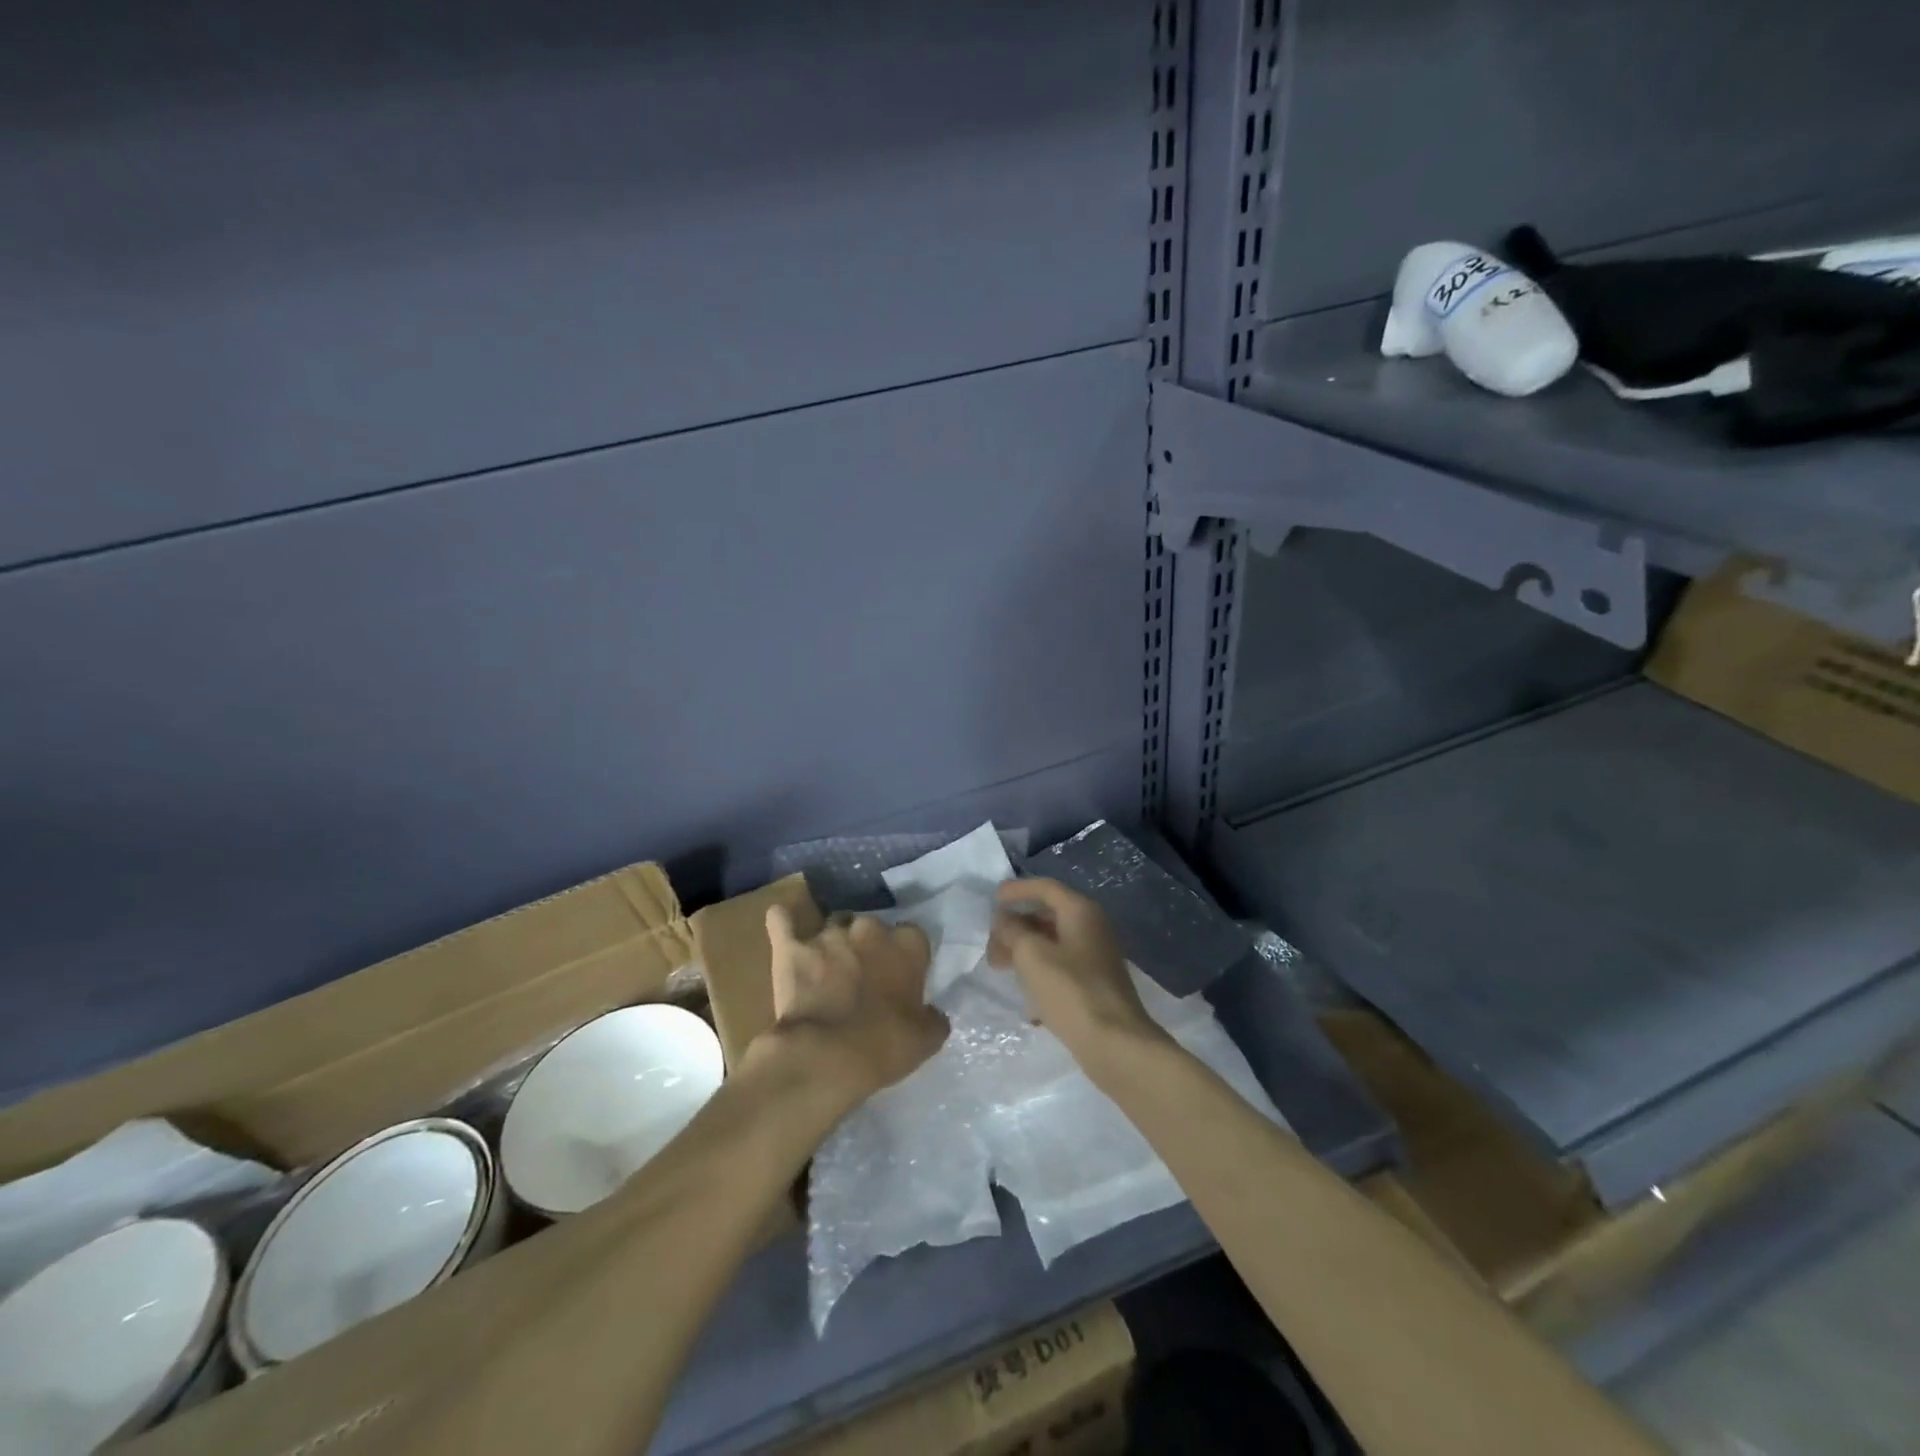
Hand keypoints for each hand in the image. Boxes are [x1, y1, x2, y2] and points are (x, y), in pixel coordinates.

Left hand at [750, 904, 947, 1106]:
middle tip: (862, 975)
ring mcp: (827, 933)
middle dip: (867, 945)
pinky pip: (782, 919)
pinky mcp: (791, 946)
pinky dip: (784, 921)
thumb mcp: (926, 1039)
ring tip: (826, 965)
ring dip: (832, 941)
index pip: (912, 936)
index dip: (905, 956)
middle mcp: (869, 928)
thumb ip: (933, 1016)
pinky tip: (784, 924)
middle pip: (870, 927)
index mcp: (906, 944)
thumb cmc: (884, 1046)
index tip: (900, 977)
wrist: (826, 1057)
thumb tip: (933, 1012)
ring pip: (832, 924)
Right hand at [987, 879, 1167, 1066]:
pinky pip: (1062, 969)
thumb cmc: (1070, 991)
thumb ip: (1012, 931)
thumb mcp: (1031, 955)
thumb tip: (1003, 920)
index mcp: (1081, 912)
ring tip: (1001, 970)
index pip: (1045, 888)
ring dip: (1025, 952)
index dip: (1017, 890)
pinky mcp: (1096, 985)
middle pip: (1048, 916)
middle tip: (992, 946)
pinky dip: (1041, 975)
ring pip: (1053, 944)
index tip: (993, 900)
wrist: (1115, 1043)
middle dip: (1017, 928)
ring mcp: (1097, 957)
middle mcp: (1092, 928)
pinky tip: (1027, 1003)